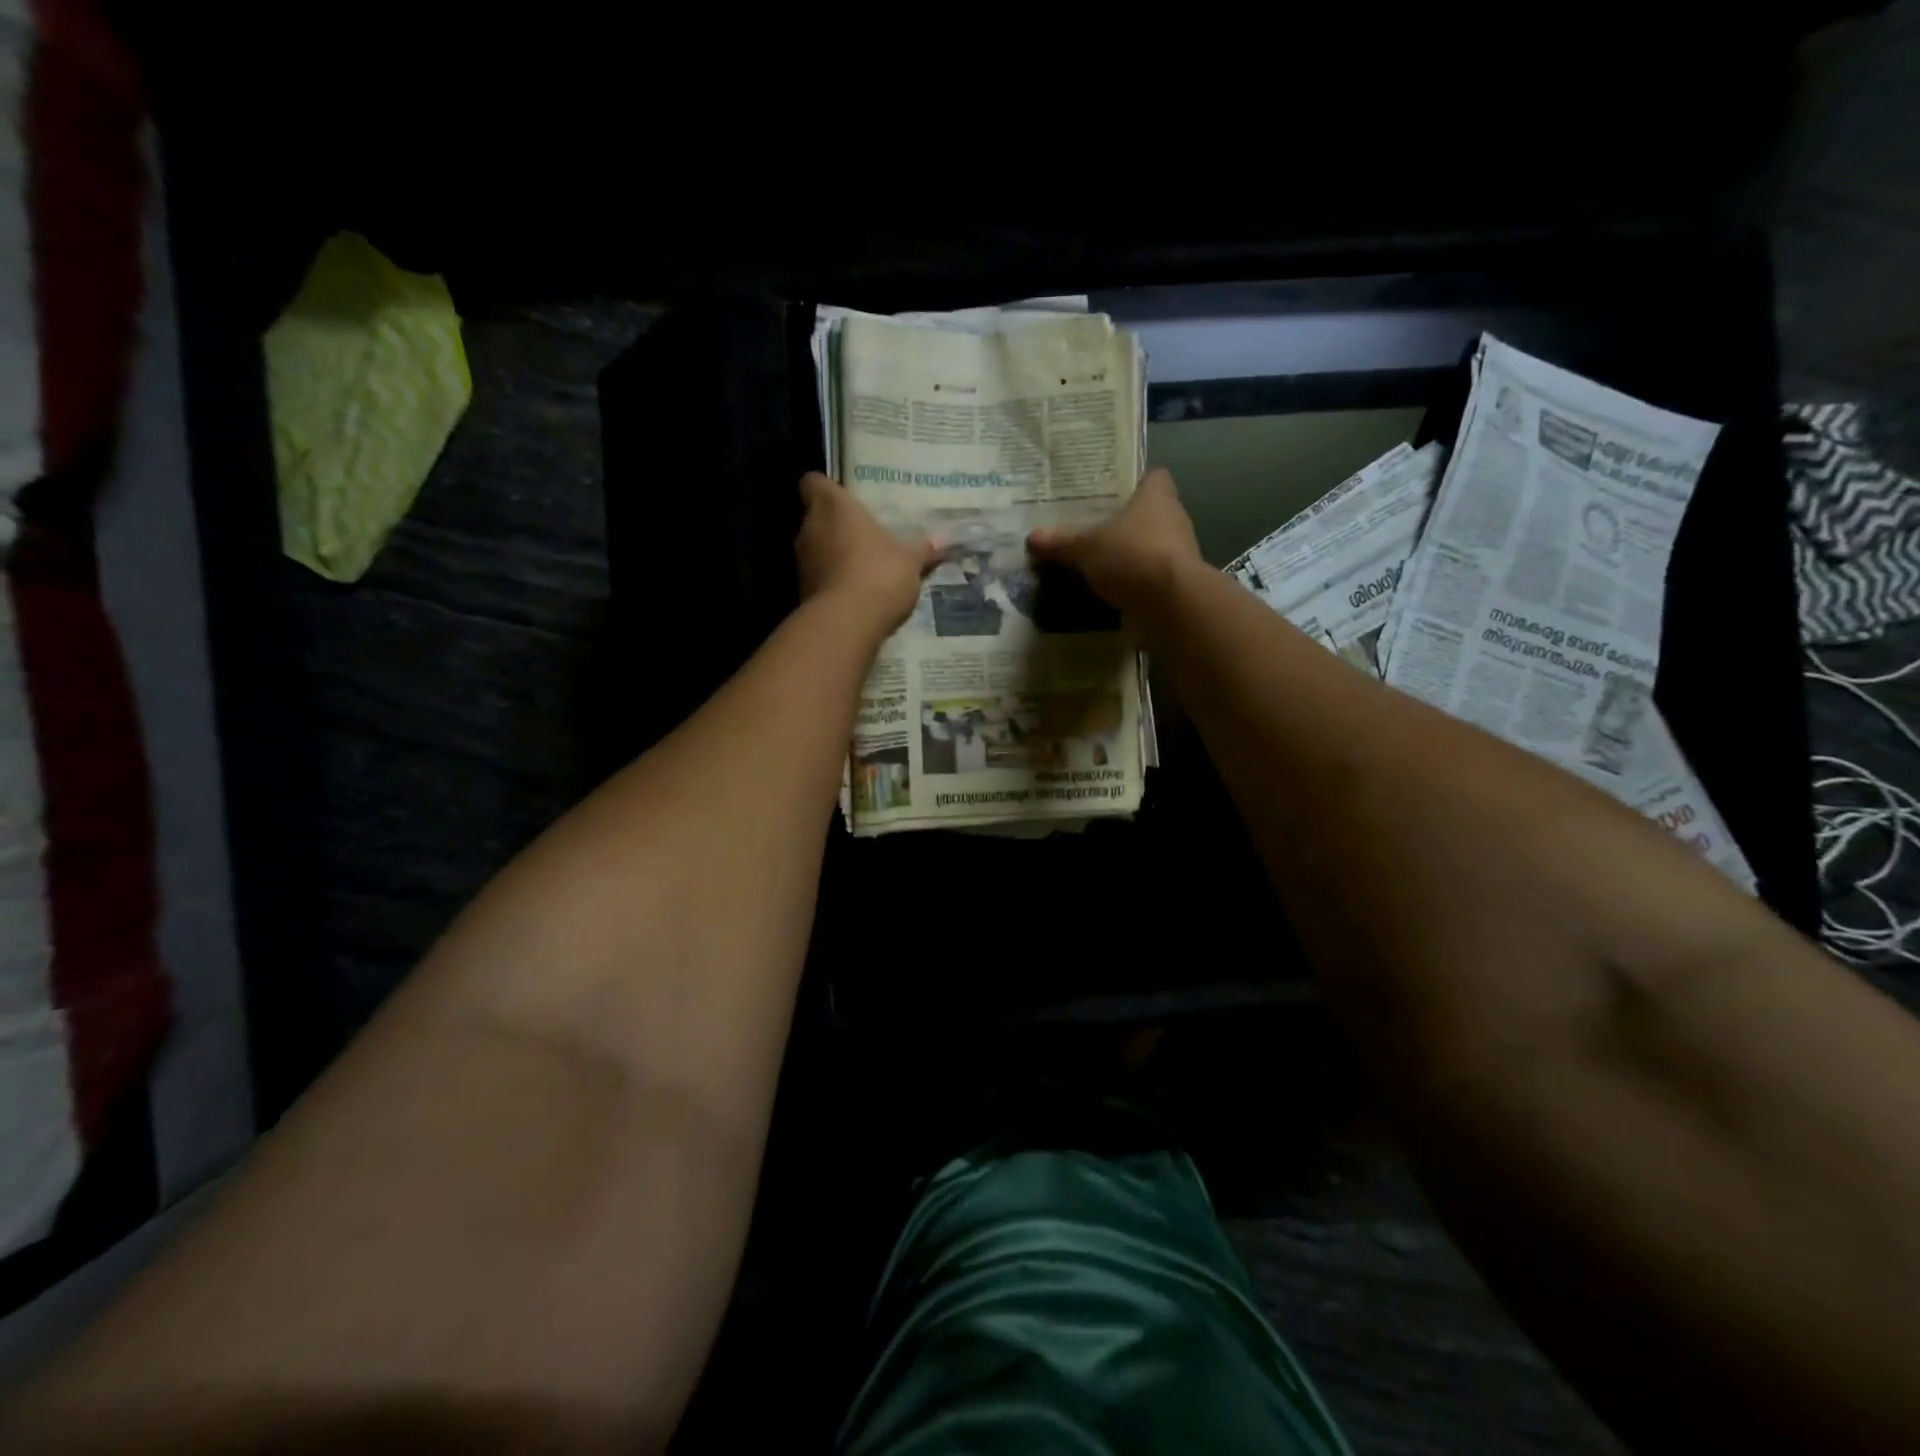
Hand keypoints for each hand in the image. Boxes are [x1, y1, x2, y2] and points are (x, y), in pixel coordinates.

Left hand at [794, 472, 938, 634]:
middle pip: (816, 517)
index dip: (826, 488)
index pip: (813, 482)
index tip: (845, 498)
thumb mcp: (910, 562)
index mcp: (832, 506)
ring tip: (862, 566)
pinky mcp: (802, 592)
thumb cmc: (878, 575)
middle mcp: (809, 528)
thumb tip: (943, 539)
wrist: (846, 624)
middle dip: (836, 526)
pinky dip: (831, 582)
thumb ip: (923, 549)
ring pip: (816, 549)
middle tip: (863, 534)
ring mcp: (802, 562)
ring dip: (833, 555)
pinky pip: (818, 578)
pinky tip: (855, 594)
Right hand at [1027, 468, 1201, 615]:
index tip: (1112, 493)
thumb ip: (1061, 542)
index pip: (1153, 477)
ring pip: (1151, 545)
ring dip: (1130, 553)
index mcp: (1157, 496)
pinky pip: (1151, 576)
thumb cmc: (1131, 556)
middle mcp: (1174, 518)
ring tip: (1097, 562)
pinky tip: (1111, 590)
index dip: (1135, 482)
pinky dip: (1134, 582)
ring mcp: (1180, 553)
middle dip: (1125, 522)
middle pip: (1149, 513)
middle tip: (1093, 529)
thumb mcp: (1086, 548)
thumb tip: (1031, 537)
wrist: (1171, 604)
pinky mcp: (1178, 583)